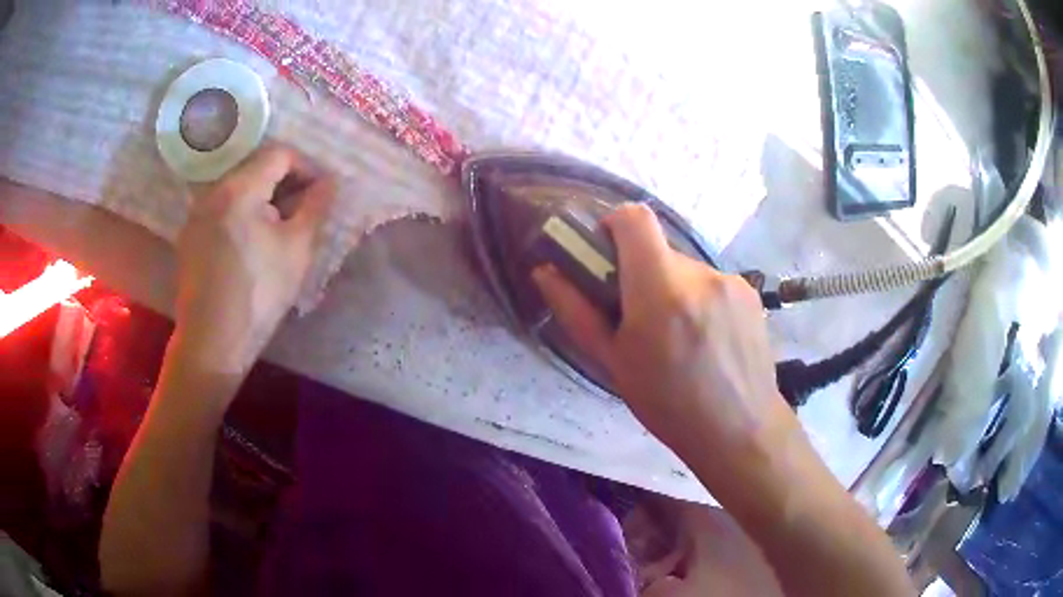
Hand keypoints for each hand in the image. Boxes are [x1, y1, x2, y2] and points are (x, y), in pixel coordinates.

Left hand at [172, 146, 334, 379]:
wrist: (212, 342)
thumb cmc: (259, 294)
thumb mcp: (297, 249)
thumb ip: (316, 207)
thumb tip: (330, 181)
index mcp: (239, 188)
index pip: (279, 154)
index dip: (306, 167)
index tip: (319, 194)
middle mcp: (212, 191)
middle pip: (255, 169)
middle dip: (284, 185)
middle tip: (301, 214)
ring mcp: (196, 214)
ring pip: (237, 190)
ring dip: (262, 200)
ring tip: (277, 231)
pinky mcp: (189, 236)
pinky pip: (221, 210)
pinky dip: (241, 215)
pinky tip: (249, 246)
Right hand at [534, 204, 787, 456]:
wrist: (739, 430)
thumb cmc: (668, 404)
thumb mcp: (613, 363)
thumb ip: (576, 311)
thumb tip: (544, 272)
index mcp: (661, 290)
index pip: (634, 218)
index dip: (613, 227)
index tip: (607, 260)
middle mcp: (700, 274)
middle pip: (659, 249)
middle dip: (642, 274)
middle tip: (640, 321)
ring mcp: (731, 281)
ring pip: (686, 269)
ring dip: (672, 290)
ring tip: (678, 339)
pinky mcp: (750, 293)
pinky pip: (711, 283)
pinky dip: (700, 300)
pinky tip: (707, 341)